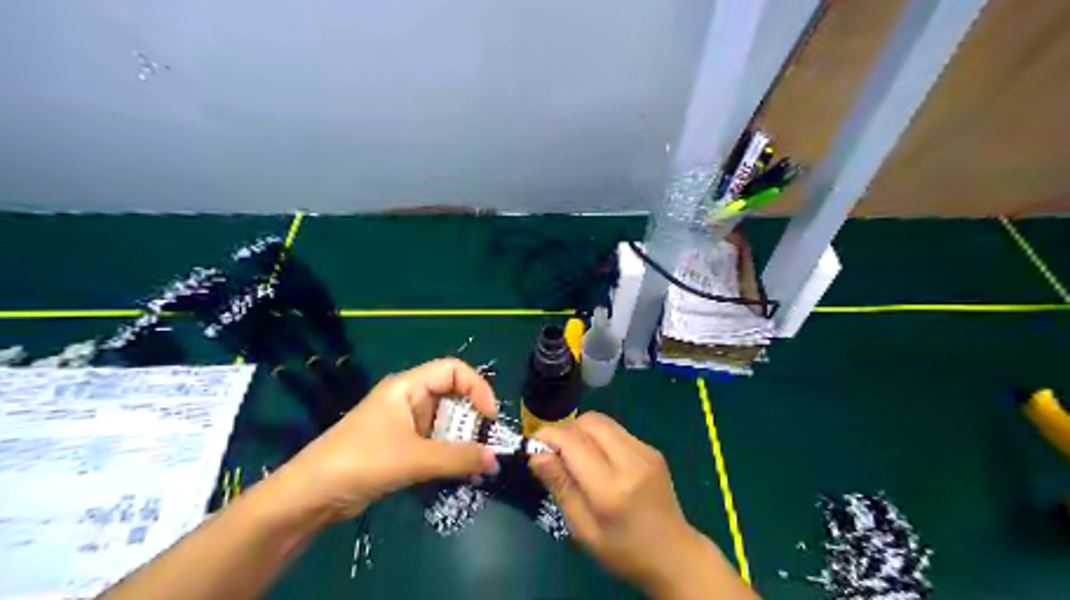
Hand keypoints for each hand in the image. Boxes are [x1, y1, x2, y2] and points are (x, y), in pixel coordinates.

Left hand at [273, 360, 494, 521]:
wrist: (310, 496)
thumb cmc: (361, 461)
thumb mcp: (414, 458)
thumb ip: (457, 458)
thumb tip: (496, 460)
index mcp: (408, 387)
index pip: (453, 370)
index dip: (477, 388)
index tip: (489, 418)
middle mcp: (408, 399)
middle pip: (452, 397)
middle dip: (472, 420)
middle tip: (486, 447)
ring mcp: (403, 423)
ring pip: (444, 423)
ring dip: (462, 441)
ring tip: (477, 466)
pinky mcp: (399, 446)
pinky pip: (434, 443)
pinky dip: (449, 455)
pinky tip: (460, 473)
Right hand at [529, 414, 740, 595]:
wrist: (675, 555)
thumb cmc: (624, 551)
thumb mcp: (583, 529)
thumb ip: (560, 486)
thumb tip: (536, 454)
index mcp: (611, 487)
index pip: (573, 442)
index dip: (548, 436)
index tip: (533, 445)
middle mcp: (631, 460)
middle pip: (589, 421)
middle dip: (566, 430)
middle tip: (555, 452)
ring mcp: (645, 451)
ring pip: (603, 421)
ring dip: (582, 432)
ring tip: (575, 456)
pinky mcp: (652, 449)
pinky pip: (617, 431)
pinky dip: (599, 438)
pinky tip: (599, 461)